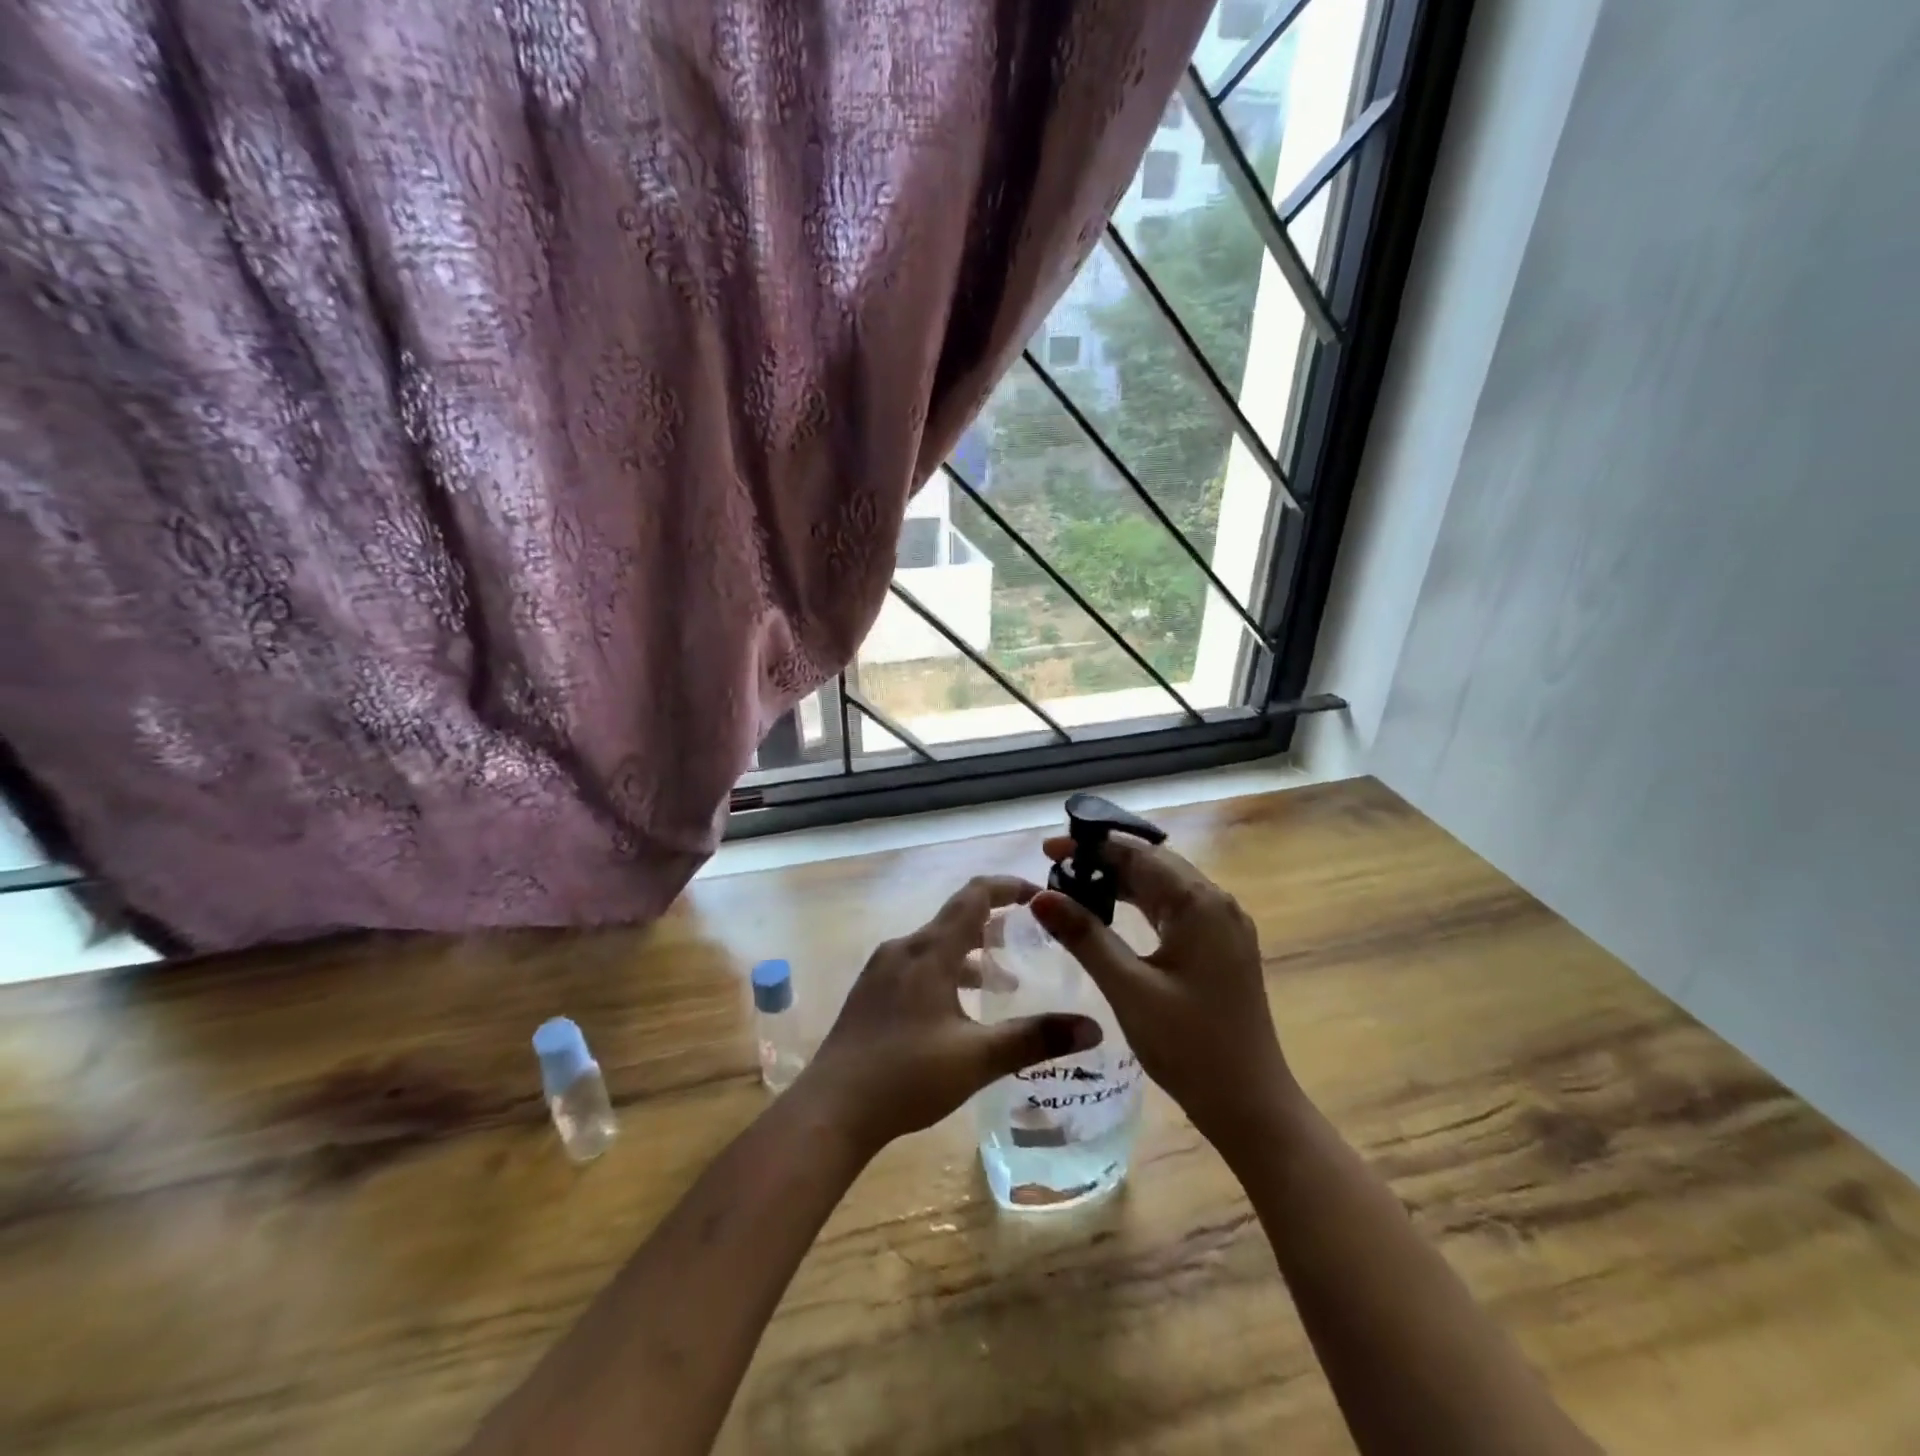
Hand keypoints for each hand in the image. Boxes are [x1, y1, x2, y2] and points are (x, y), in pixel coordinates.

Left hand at [802, 876, 1102, 1154]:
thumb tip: (1093, 1028)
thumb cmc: (907, 1077)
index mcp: (929, 951)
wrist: (831, 1109)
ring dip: (971, 953)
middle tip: (1031, 940)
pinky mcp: (871, 990)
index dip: (1009, 887)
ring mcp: (881, 969)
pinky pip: (917, 964)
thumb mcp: (978, 1059)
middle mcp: (904, 948)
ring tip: (1003, 982)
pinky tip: (958, 1009)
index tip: (1041, 897)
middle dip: (996, 923)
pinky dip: (947, 970)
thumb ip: (1036, 1039)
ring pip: (936, 944)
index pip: (975, 895)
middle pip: (956, 917)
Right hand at [1029, 835, 1296, 1147]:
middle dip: (1104, 860)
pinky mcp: (1221, 949)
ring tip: (1074, 887)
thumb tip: (1040, 896)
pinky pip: (1175, 911)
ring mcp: (1223, 927)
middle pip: (1154, 865)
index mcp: (1200, 904)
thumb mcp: (1128, 988)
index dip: (1092, 846)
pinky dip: (1140, 906)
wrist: (1250, 1106)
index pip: (1140, 855)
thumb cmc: (1189, 1046)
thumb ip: (1085, 936)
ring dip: (1121, 883)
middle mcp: (1218, 904)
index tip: (1049, 848)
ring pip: (1164, 887)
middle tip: (1055, 868)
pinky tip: (1111, 916)